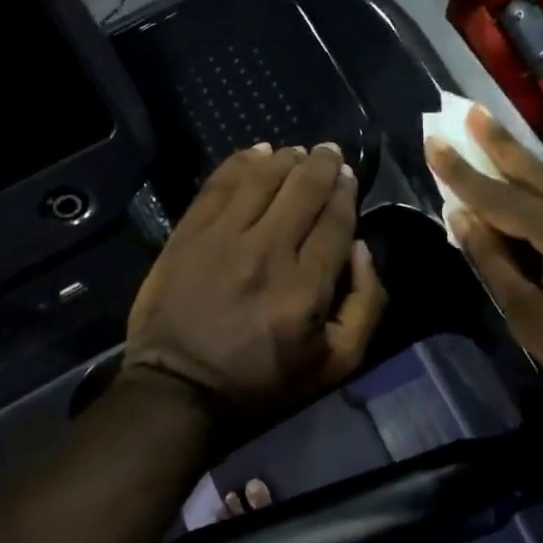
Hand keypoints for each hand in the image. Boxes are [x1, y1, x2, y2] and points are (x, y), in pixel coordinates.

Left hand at [125, 143, 386, 417]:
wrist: (177, 390)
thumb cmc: (261, 382)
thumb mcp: (335, 365)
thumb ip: (365, 305)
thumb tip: (360, 247)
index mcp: (306, 289)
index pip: (335, 220)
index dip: (345, 191)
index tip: (348, 176)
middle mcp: (267, 253)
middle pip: (302, 189)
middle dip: (323, 164)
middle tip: (329, 152)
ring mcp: (222, 239)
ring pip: (262, 178)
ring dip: (285, 158)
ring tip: (297, 152)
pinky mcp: (189, 233)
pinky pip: (219, 184)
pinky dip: (241, 162)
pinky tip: (257, 152)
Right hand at [426, 109, 542, 478]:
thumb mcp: (533, 321)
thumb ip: (494, 262)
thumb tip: (462, 217)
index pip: (499, 195)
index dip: (460, 171)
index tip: (432, 140)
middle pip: (536, 172)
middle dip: (499, 143)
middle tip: (470, 111)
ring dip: (526, 164)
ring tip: (496, 140)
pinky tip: (540, 191)